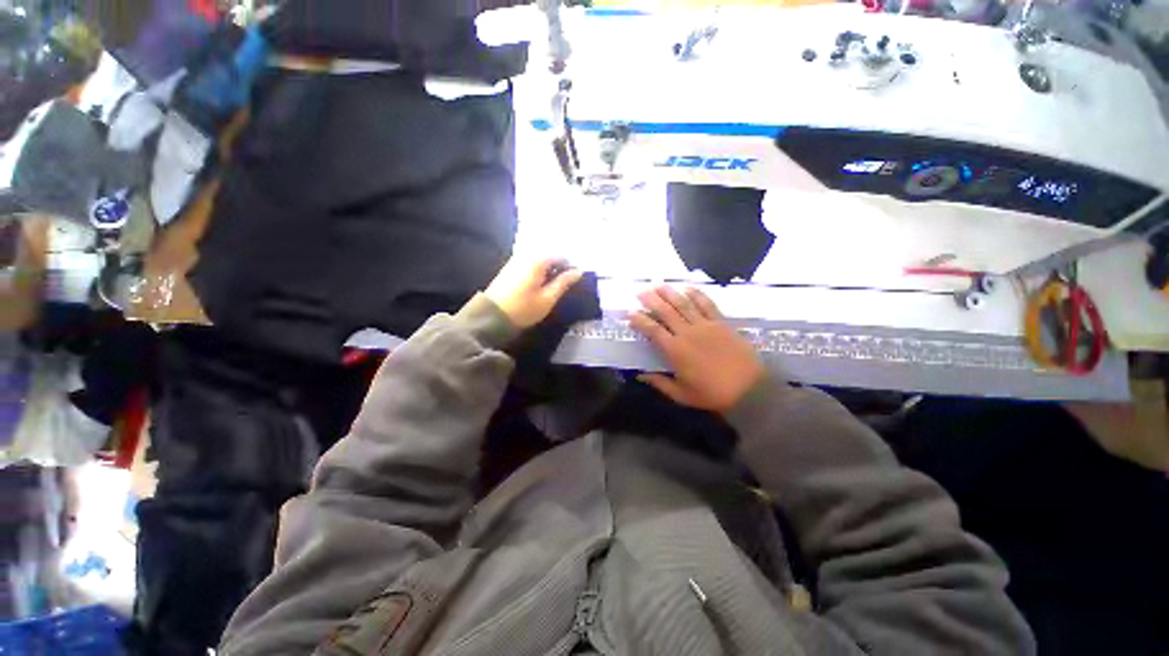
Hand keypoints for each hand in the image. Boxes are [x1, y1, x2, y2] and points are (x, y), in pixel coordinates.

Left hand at [484, 257, 582, 328]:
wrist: (492, 316)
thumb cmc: (524, 308)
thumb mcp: (548, 298)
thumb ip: (564, 282)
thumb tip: (578, 271)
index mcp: (538, 260)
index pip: (562, 255)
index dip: (572, 266)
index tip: (578, 278)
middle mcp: (527, 254)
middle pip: (550, 254)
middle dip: (561, 266)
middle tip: (568, 282)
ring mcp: (517, 259)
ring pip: (541, 259)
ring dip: (550, 269)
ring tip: (556, 284)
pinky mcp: (510, 267)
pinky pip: (531, 263)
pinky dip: (540, 270)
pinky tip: (543, 283)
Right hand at [630, 286, 764, 412]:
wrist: (749, 389)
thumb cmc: (712, 394)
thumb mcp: (681, 395)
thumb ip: (659, 383)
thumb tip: (640, 375)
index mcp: (675, 351)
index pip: (653, 330)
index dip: (640, 320)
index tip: (630, 313)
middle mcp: (687, 333)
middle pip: (666, 311)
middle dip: (651, 299)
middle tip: (640, 291)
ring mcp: (705, 325)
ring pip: (684, 304)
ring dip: (669, 292)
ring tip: (658, 284)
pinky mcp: (721, 323)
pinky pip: (707, 304)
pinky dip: (697, 294)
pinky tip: (687, 288)